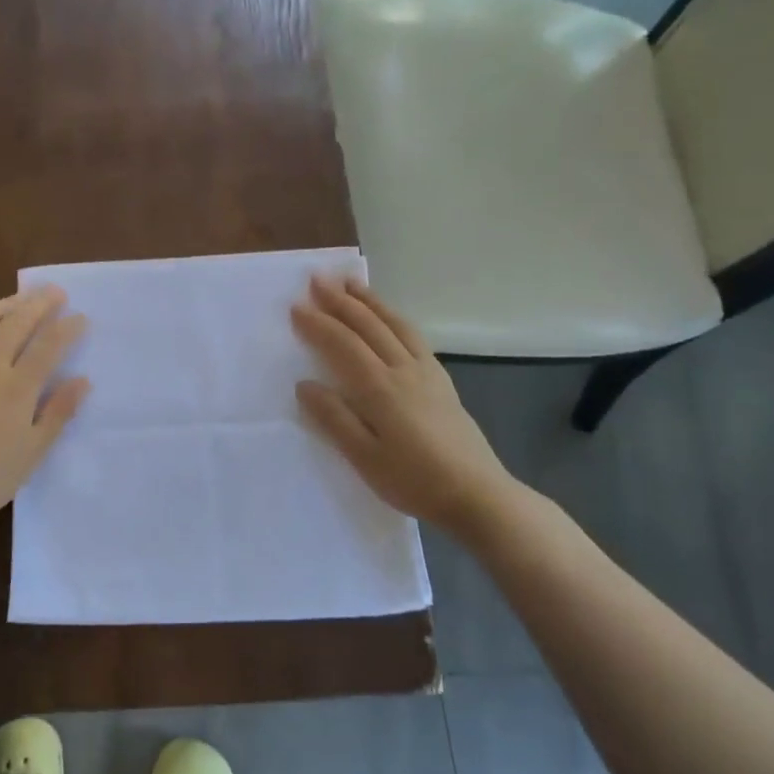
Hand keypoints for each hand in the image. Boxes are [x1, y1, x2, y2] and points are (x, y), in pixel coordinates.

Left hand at [0, 286, 89, 535]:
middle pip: (15, 322)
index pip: (48, 346)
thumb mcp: (32, 452)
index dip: (67, 328)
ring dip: (1, 304)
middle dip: (38, 303)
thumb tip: (82, 380)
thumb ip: (58, 412)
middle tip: (54, 292)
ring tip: (16, 300)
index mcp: (16, 388)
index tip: (81, 318)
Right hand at [291, 275, 515, 539]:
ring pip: (394, 324)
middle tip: (318, 279)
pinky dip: (395, 318)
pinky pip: (414, 336)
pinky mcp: (442, 381)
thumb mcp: (364, 457)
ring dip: (370, 301)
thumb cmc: (413, 480)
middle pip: (368, 326)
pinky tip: (391, 319)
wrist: (477, 494)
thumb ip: (334, 418)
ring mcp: (426, 372)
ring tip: (351, 283)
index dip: (318, 324)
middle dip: (340, 300)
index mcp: (379, 387)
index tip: (296, 306)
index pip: (342, 345)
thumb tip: (305, 384)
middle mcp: (403, 369)